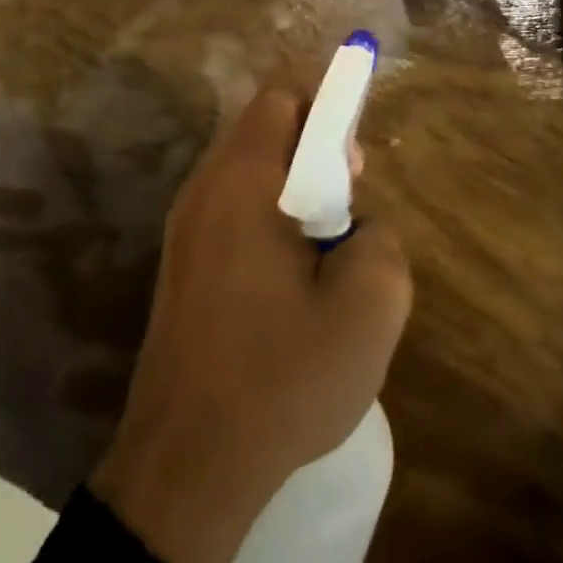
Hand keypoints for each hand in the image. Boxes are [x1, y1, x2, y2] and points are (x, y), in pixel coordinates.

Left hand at [90, 87, 412, 562]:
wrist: (187, 464)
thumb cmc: (282, 377)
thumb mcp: (368, 308)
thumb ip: (381, 241)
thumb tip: (358, 228)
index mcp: (243, 181)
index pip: (282, 99)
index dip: (327, 109)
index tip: (355, 164)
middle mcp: (204, 190)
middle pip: (263, 131)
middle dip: (314, 152)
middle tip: (349, 209)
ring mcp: (184, 229)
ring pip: (248, 174)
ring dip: (293, 191)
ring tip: (326, 251)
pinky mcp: (181, 265)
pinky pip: (231, 212)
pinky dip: (268, 220)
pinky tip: (291, 283)